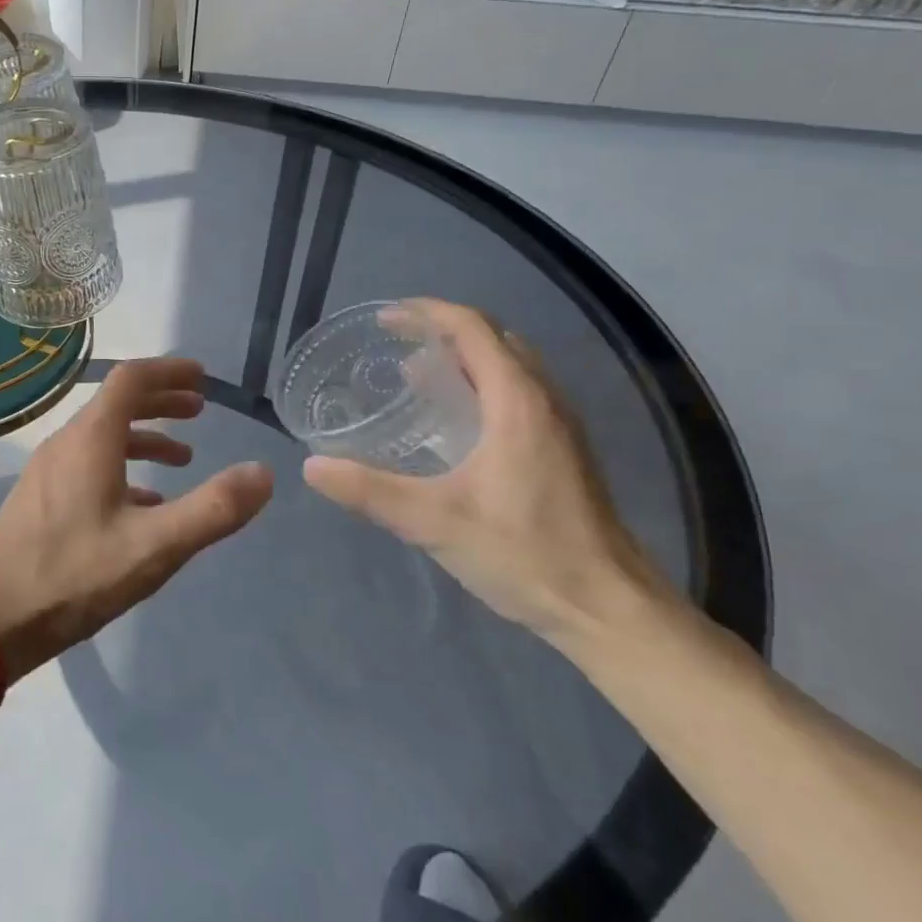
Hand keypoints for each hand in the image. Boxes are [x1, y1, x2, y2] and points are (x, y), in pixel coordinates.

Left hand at [0, 357, 273, 680]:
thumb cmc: (74, 575)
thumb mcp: (154, 546)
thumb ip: (212, 509)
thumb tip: (264, 473)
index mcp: (91, 439)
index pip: (131, 379)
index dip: (170, 371)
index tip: (203, 377)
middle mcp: (66, 443)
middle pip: (117, 403)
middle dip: (161, 401)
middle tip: (200, 409)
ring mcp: (48, 471)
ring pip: (103, 437)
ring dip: (145, 437)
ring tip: (183, 458)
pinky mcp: (40, 499)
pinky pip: (88, 465)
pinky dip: (123, 468)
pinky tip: (143, 504)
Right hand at [302, 300, 672, 643]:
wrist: (608, 608)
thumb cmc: (525, 553)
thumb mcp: (434, 521)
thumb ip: (370, 490)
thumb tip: (312, 466)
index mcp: (518, 401)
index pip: (473, 328)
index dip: (426, 313)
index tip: (384, 319)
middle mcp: (544, 401)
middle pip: (494, 340)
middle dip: (443, 333)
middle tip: (396, 349)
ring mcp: (560, 428)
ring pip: (510, 369)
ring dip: (464, 361)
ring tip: (415, 381)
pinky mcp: (563, 453)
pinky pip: (518, 396)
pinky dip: (481, 388)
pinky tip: (452, 429)